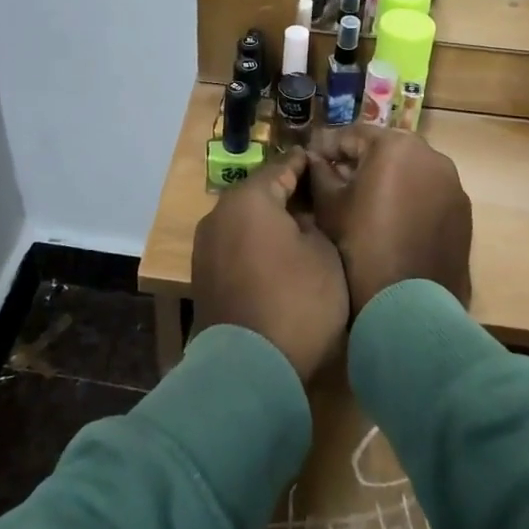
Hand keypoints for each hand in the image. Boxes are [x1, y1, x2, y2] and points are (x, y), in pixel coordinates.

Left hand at [191, 151, 349, 382]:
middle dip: (287, 193)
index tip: (323, 161)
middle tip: (318, 195)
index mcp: (249, 199)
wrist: (250, 368)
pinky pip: (235, 244)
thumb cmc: (296, 301)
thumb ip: (314, 224)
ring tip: (300, 226)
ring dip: (269, 220)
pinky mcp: (203, 275)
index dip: (305, 165)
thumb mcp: (325, 255)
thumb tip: (300, 220)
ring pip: (244, 220)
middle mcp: (219, 213)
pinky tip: (277, 254)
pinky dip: (255, 243)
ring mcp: (206, 245)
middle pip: (259, 193)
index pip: (282, 168)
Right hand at [307, 125, 472, 311]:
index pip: (352, 135)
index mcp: (395, 145)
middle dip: (360, 159)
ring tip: (366, 199)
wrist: (409, 302)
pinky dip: (410, 196)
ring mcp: (452, 182)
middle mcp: (430, 154)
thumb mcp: (330, 205)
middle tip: (336, 177)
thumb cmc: (361, 244)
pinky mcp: (463, 209)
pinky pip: (429, 191)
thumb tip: (315, 158)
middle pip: (385, 148)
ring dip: (388, 176)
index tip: (310, 156)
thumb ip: (320, 172)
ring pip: (410, 169)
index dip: (327, 146)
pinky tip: (393, 217)